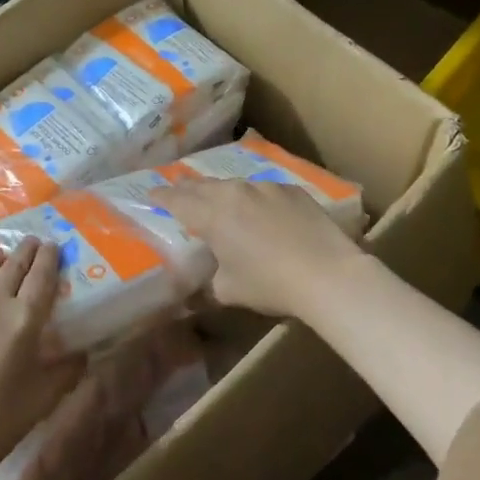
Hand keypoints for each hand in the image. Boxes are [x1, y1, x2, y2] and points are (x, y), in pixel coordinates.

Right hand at [155, 178, 364, 319]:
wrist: (328, 274)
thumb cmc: (270, 284)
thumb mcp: (229, 291)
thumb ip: (208, 286)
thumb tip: (195, 294)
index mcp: (212, 215)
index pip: (177, 200)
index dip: (161, 197)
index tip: (151, 193)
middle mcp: (235, 192)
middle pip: (203, 186)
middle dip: (187, 187)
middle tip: (177, 187)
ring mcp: (266, 188)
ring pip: (234, 185)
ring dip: (221, 191)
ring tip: (217, 198)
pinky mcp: (292, 190)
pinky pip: (263, 190)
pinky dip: (254, 198)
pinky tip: (260, 210)